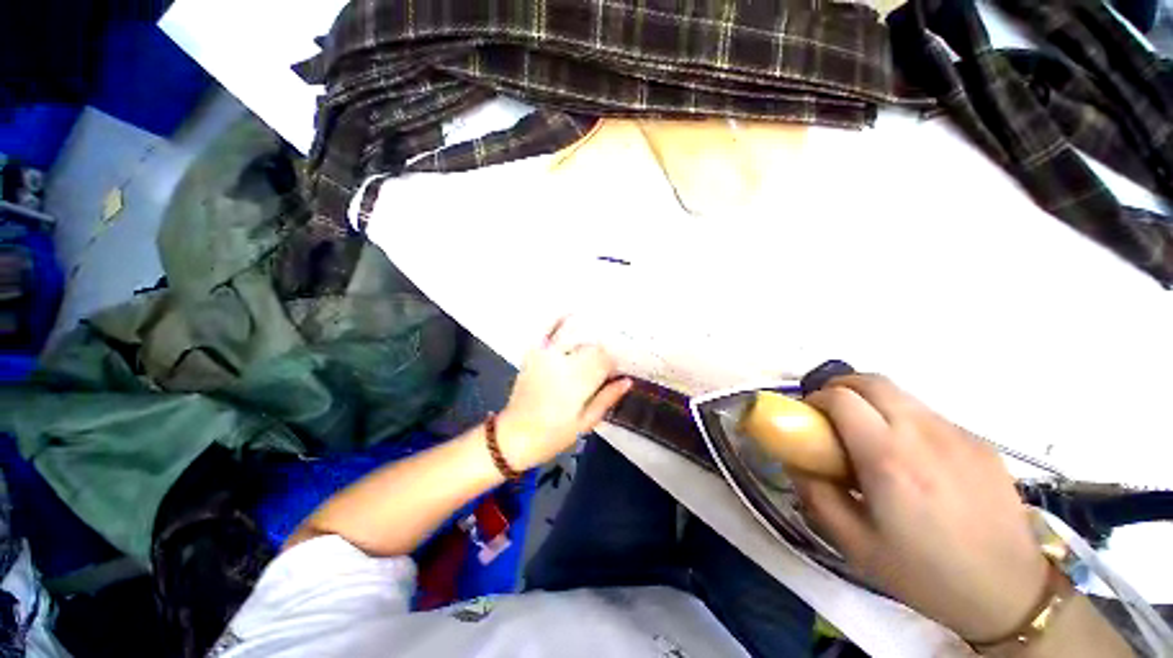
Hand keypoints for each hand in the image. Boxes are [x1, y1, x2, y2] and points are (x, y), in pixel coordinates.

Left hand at [497, 319, 631, 471]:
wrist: (514, 437)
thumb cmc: (553, 435)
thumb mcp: (585, 423)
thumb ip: (607, 399)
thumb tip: (627, 381)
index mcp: (578, 383)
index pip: (604, 359)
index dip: (613, 363)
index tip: (615, 370)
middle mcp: (563, 364)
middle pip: (591, 347)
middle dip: (601, 352)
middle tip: (605, 360)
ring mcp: (545, 357)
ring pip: (574, 337)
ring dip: (586, 337)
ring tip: (597, 333)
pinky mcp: (532, 355)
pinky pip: (545, 332)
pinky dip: (555, 320)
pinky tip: (567, 311)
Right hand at [791, 374, 1049, 642]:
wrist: (1009, 592)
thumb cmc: (924, 572)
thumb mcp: (854, 544)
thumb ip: (815, 494)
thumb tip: (795, 461)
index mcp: (888, 459)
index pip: (841, 399)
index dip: (816, 400)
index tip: (809, 417)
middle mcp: (923, 434)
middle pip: (872, 381)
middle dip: (841, 387)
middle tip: (830, 413)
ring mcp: (957, 434)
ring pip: (901, 394)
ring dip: (872, 402)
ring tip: (869, 435)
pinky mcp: (979, 442)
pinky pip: (929, 414)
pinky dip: (904, 419)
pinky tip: (912, 457)